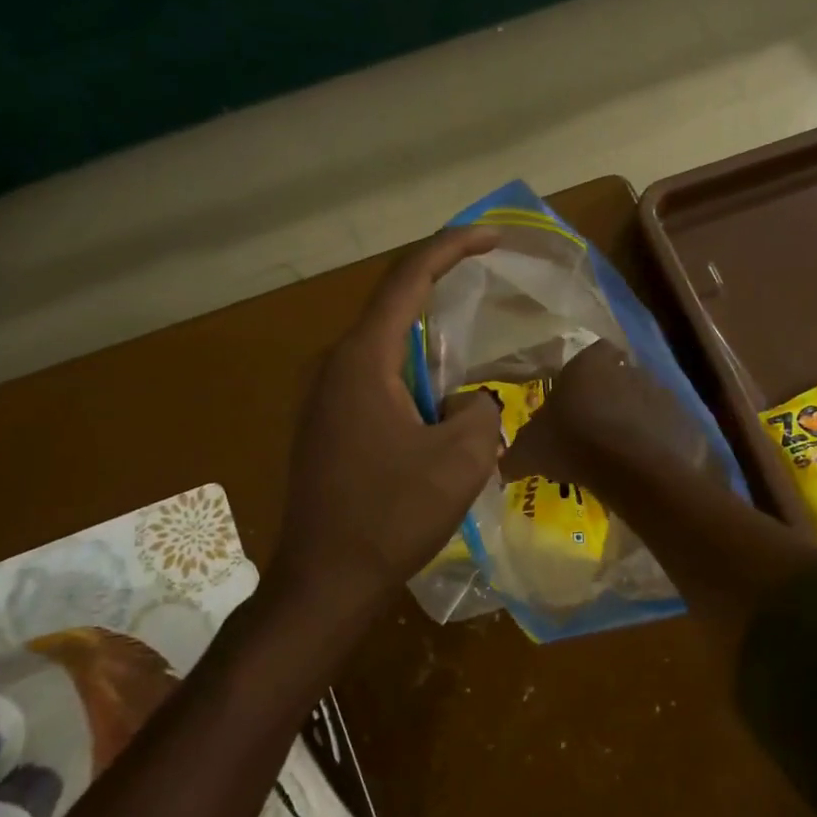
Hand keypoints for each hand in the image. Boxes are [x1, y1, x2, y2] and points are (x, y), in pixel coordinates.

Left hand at [269, 228, 505, 609]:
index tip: (491, 235)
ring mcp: (324, 399)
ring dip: (431, 344)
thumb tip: (469, 403)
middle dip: (442, 291)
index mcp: (363, 361)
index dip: (451, 248)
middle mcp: (335, 367)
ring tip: (474, 349)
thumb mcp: (461, 460)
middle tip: (489, 287)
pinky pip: (377, 382)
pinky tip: (442, 403)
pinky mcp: (326, 428)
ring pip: (386, 350)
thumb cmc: (391, 516)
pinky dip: (414, 377)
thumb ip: (480, 411)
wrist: (325, 581)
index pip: (407, 280)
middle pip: (394, 309)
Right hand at [502, 340, 701, 488]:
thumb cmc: (572, 443)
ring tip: (619, 449)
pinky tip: (641, 462)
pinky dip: (655, 440)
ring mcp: (659, 392)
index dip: (588, 371)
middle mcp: (627, 368)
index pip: (595, 352)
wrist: (629, 467)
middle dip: (610, 396)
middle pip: (620, 376)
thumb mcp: (530, 451)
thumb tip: (502, 465)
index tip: (579, 395)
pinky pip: (664, 427)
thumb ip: (515, 454)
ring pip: (644, 401)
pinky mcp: (681, 419)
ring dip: (634, 418)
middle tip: (596, 427)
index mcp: (589, 364)